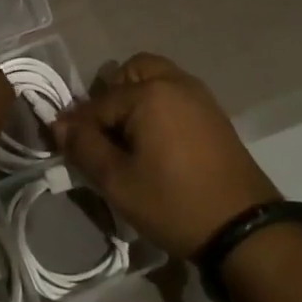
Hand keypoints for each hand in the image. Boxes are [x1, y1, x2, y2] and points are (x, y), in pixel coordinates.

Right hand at [52, 53, 280, 259]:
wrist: (243, 228)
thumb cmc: (174, 202)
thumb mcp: (118, 181)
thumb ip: (83, 147)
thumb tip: (58, 124)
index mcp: (149, 93)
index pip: (97, 103)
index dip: (78, 127)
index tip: (68, 150)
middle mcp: (174, 82)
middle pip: (129, 73)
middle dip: (109, 99)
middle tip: (105, 137)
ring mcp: (199, 95)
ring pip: (154, 80)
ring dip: (134, 100)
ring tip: (129, 140)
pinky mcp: (213, 113)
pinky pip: (174, 95)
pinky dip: (157, 107)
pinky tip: (155, 144)